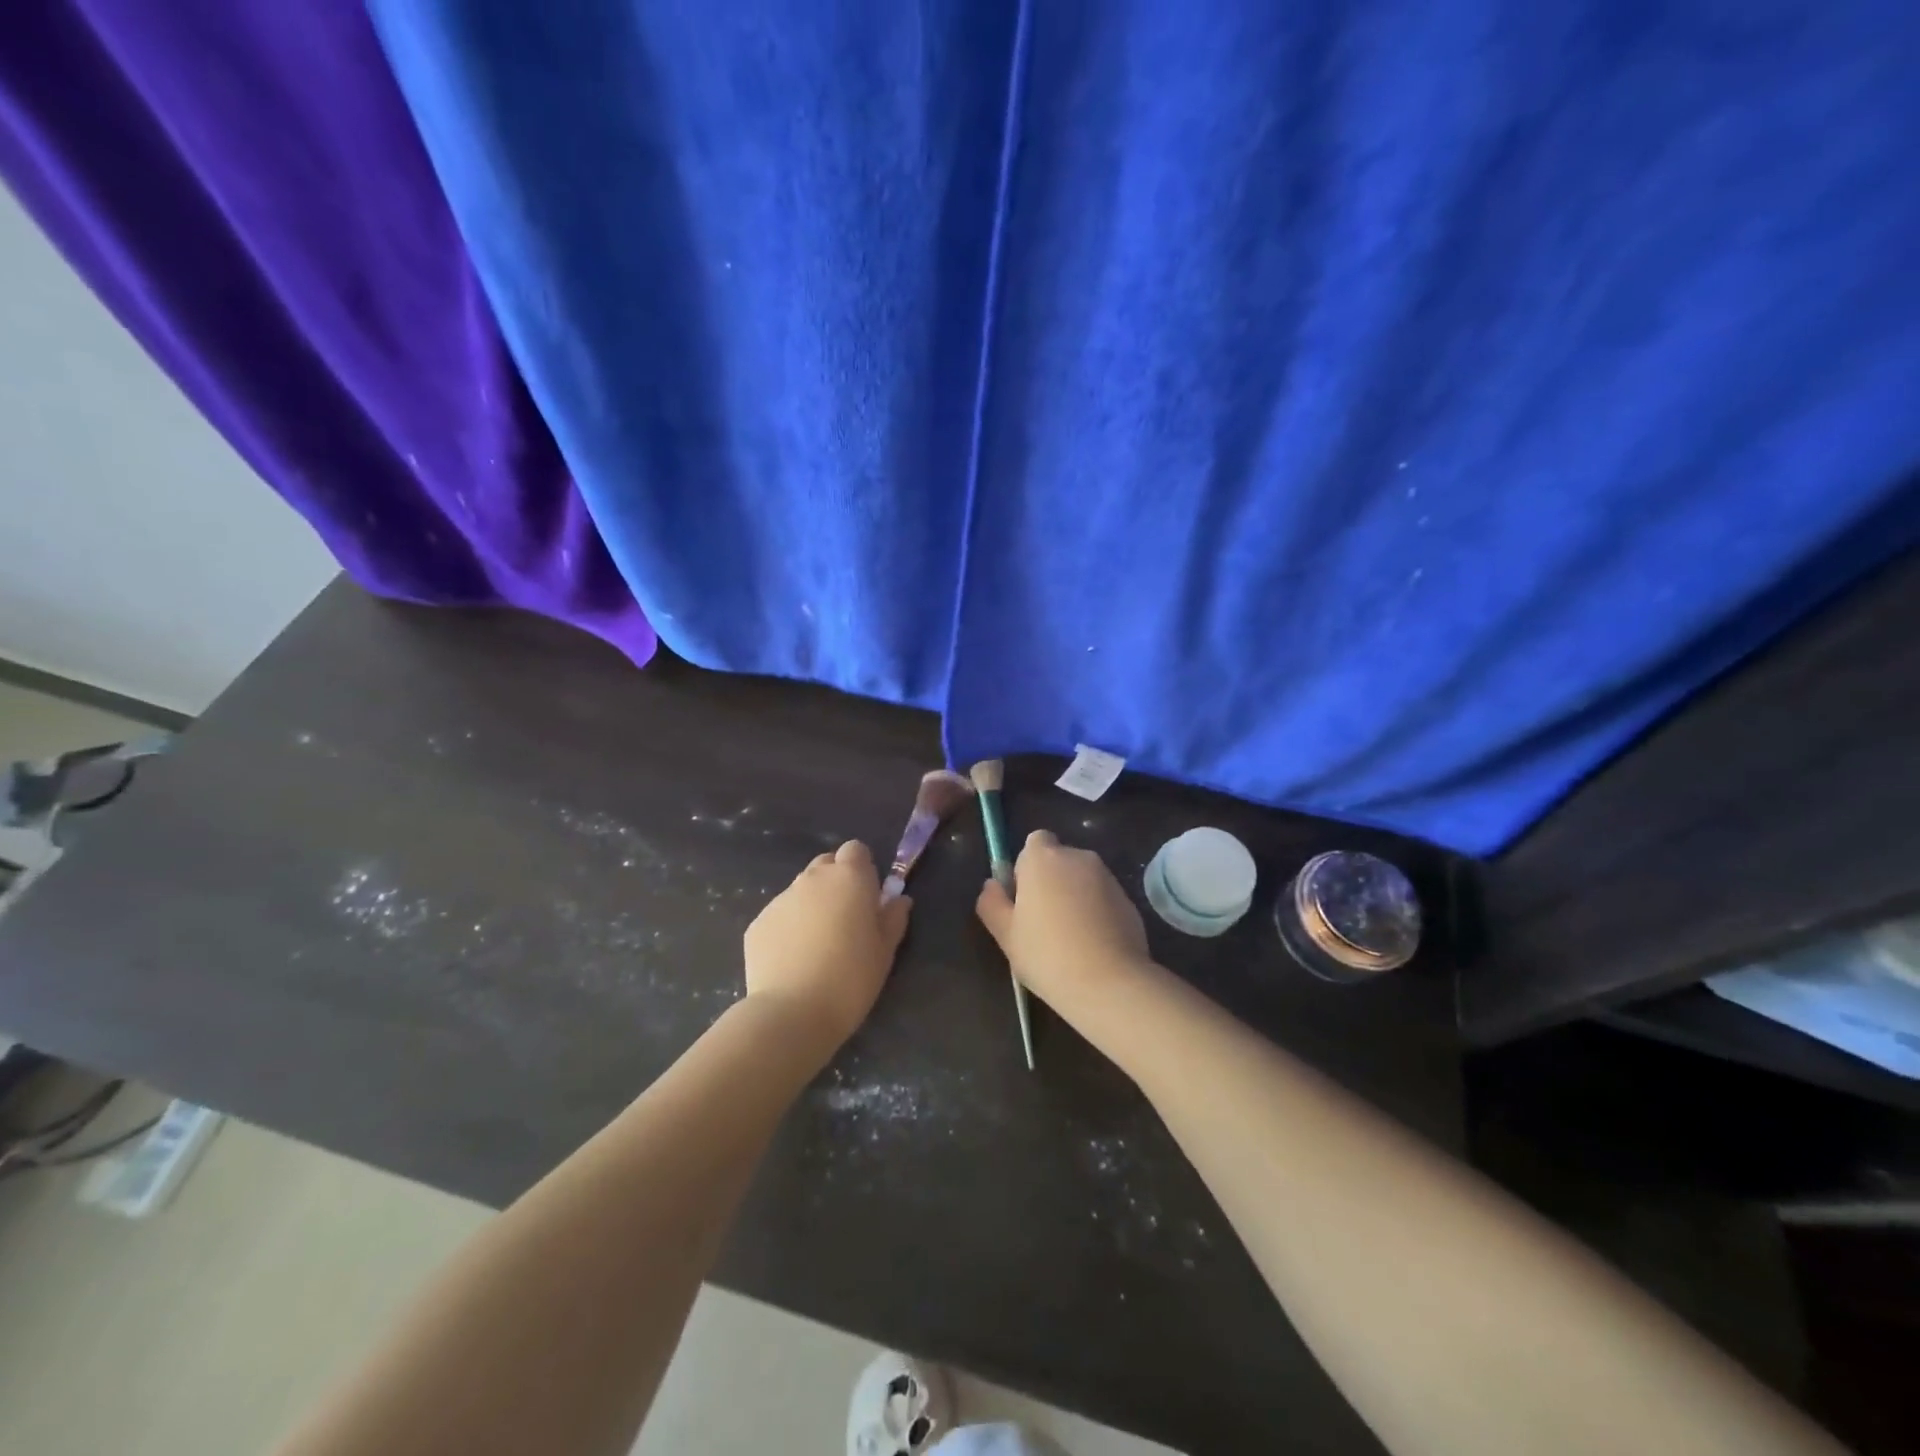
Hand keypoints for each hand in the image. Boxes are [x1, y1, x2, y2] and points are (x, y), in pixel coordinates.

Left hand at [744, 841, 910, 1050]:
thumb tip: (898, 899)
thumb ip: (893, 918)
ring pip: (801, 890)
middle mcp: (812, 879)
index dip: (862, 869)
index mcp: (849, 878)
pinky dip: (788, 928)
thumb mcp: (885, 951)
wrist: (792, 1013)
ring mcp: (780, 899)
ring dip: (812, 905)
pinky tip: (793, 960)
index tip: (868, 897)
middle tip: (845, 920)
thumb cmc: (851, 979)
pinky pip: (780, 915)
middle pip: (826, 864)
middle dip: (836, 883)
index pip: (856, 850)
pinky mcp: (757, 923)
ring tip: (817, 945)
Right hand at [975, 830, 1153, 1019]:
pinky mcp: (1129, 899)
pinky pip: (1103, 898)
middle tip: (1042, 922)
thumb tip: (992, 885)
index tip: (1024, 898)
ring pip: (1082, 879)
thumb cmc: (1047, 954)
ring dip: (1074, 896)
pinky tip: (1092, 945)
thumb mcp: (1006, 934)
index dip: (1026, 867)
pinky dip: (1096, 911)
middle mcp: (1078, 857)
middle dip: (1051, 882)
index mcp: (1043, 858)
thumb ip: (993, 903)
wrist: (1109, 983)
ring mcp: (1107, 877)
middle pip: (1059, 860)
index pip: (1034, 842)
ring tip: (1069, 938)